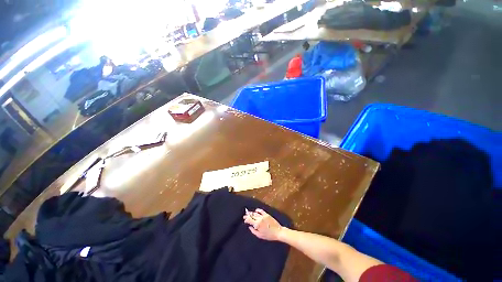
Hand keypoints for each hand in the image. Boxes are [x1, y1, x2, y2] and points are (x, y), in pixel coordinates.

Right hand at [243, 208, 282, 240]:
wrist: (278, 232)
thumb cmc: (269, 235)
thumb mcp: (260, 236)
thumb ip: (253, 231)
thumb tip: (250, 227)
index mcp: (257, 224)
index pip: (249, 220)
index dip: (246, 219)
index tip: (244, 220)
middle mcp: (259, 219)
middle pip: (252, 216)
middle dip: (247, 215)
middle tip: (245, 216)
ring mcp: (263, 216)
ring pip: (255, 213)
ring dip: (252, 213)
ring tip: (249, 213)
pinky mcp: (267, 214)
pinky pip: (261, 211)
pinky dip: (258, 210)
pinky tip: (256, 210)